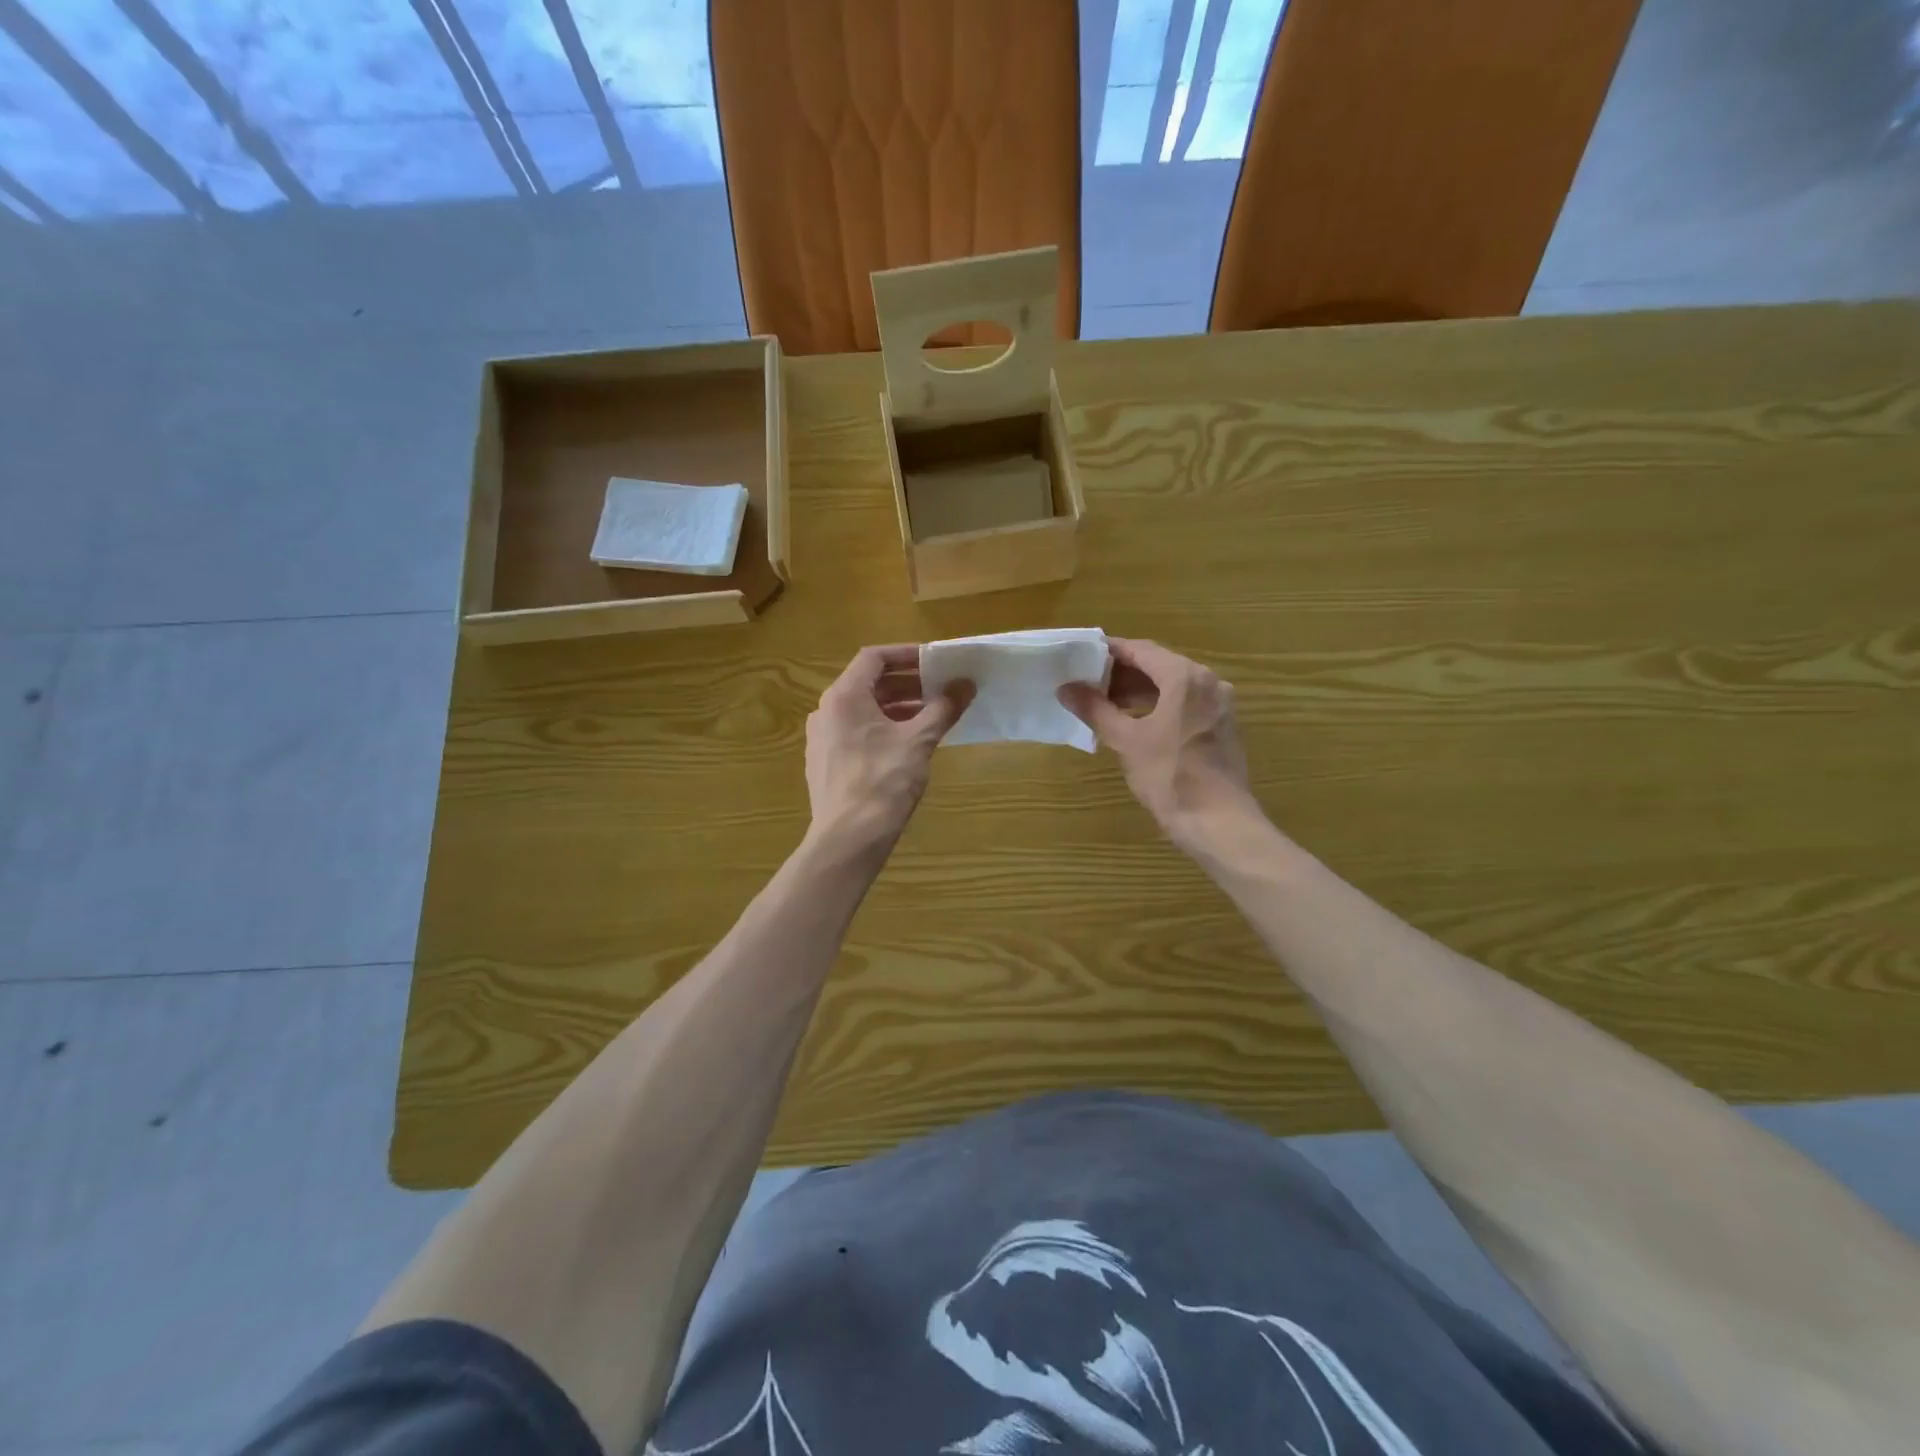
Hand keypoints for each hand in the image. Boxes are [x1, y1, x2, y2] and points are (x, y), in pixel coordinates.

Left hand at [805, 645, 971, 857]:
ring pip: (863, 710)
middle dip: (907, 684)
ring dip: (897, 708)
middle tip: (941, 689)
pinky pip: (856, 733)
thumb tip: (966, 683)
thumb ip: (943, 708)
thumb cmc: (883, 782)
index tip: (936, 662)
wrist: (848, 840)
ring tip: (931, 717)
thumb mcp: (919, 741)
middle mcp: (826, 711)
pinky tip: (909, 745)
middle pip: (869, 684)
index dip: (907, 654)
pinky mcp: (826, 763)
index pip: (874, 657)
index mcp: (844, 697)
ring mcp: (822, 739)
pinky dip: (883, 729)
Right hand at [1060, 638, 1257, 855]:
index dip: (1109, 651)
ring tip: (1104, 704)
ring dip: (1139, 692)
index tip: (1081, 656)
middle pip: (1159, 666)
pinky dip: (1159, 706)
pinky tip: (1134, 722)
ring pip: (1173, 686)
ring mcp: (1219, 705)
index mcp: (1186, 677)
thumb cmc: (1170, 776)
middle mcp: (1208, 682)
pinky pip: (1186, 704)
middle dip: (1122, 674)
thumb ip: (1095, 709)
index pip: (1141, 650)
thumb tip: (1065, 688)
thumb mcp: (1127, 741)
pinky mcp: (1222, 727)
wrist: (1218, 822)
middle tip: (1087, 683)